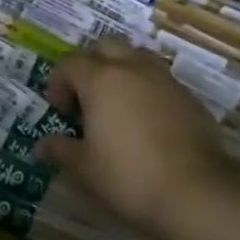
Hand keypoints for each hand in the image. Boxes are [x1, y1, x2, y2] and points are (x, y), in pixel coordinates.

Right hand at [34, 38, 239, 239]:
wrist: (197, 193)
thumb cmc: (128, 176)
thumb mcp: (84, 168)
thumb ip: (61, 150)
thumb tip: (42, 145)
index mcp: (101, 80)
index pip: (69, 63)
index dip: (58, 83)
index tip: (61, 111)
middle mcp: (133, 69)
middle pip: (106, 47)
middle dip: (91, 64)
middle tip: (87, 96)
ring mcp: (165, 81)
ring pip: (137, 58)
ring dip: (122, 72)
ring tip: (118, 104)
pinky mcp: (190, 98)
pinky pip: (161, 81)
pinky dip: (147, 91)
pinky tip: (147, 122)